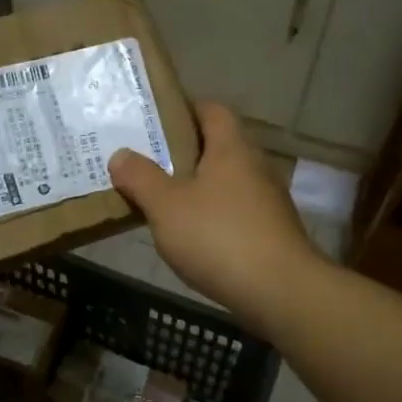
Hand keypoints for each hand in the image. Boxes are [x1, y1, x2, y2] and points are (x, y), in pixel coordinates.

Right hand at [109, 101, 323, 335]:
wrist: (281, 291)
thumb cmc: (218, 236)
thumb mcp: (165, 206)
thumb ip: (140, 177)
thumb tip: (120, 154)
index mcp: (231, 148)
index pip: (212, 110)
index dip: (184, 109)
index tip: (155, 122)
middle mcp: (255, 165)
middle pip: (219, 145)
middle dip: (185, 152)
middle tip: (149, 163)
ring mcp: (269, 200)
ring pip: (228, 180)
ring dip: (200, 186)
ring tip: (165, 201)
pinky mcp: (273, 231)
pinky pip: (237, 210)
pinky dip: (215, 215)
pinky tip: (194, 236)